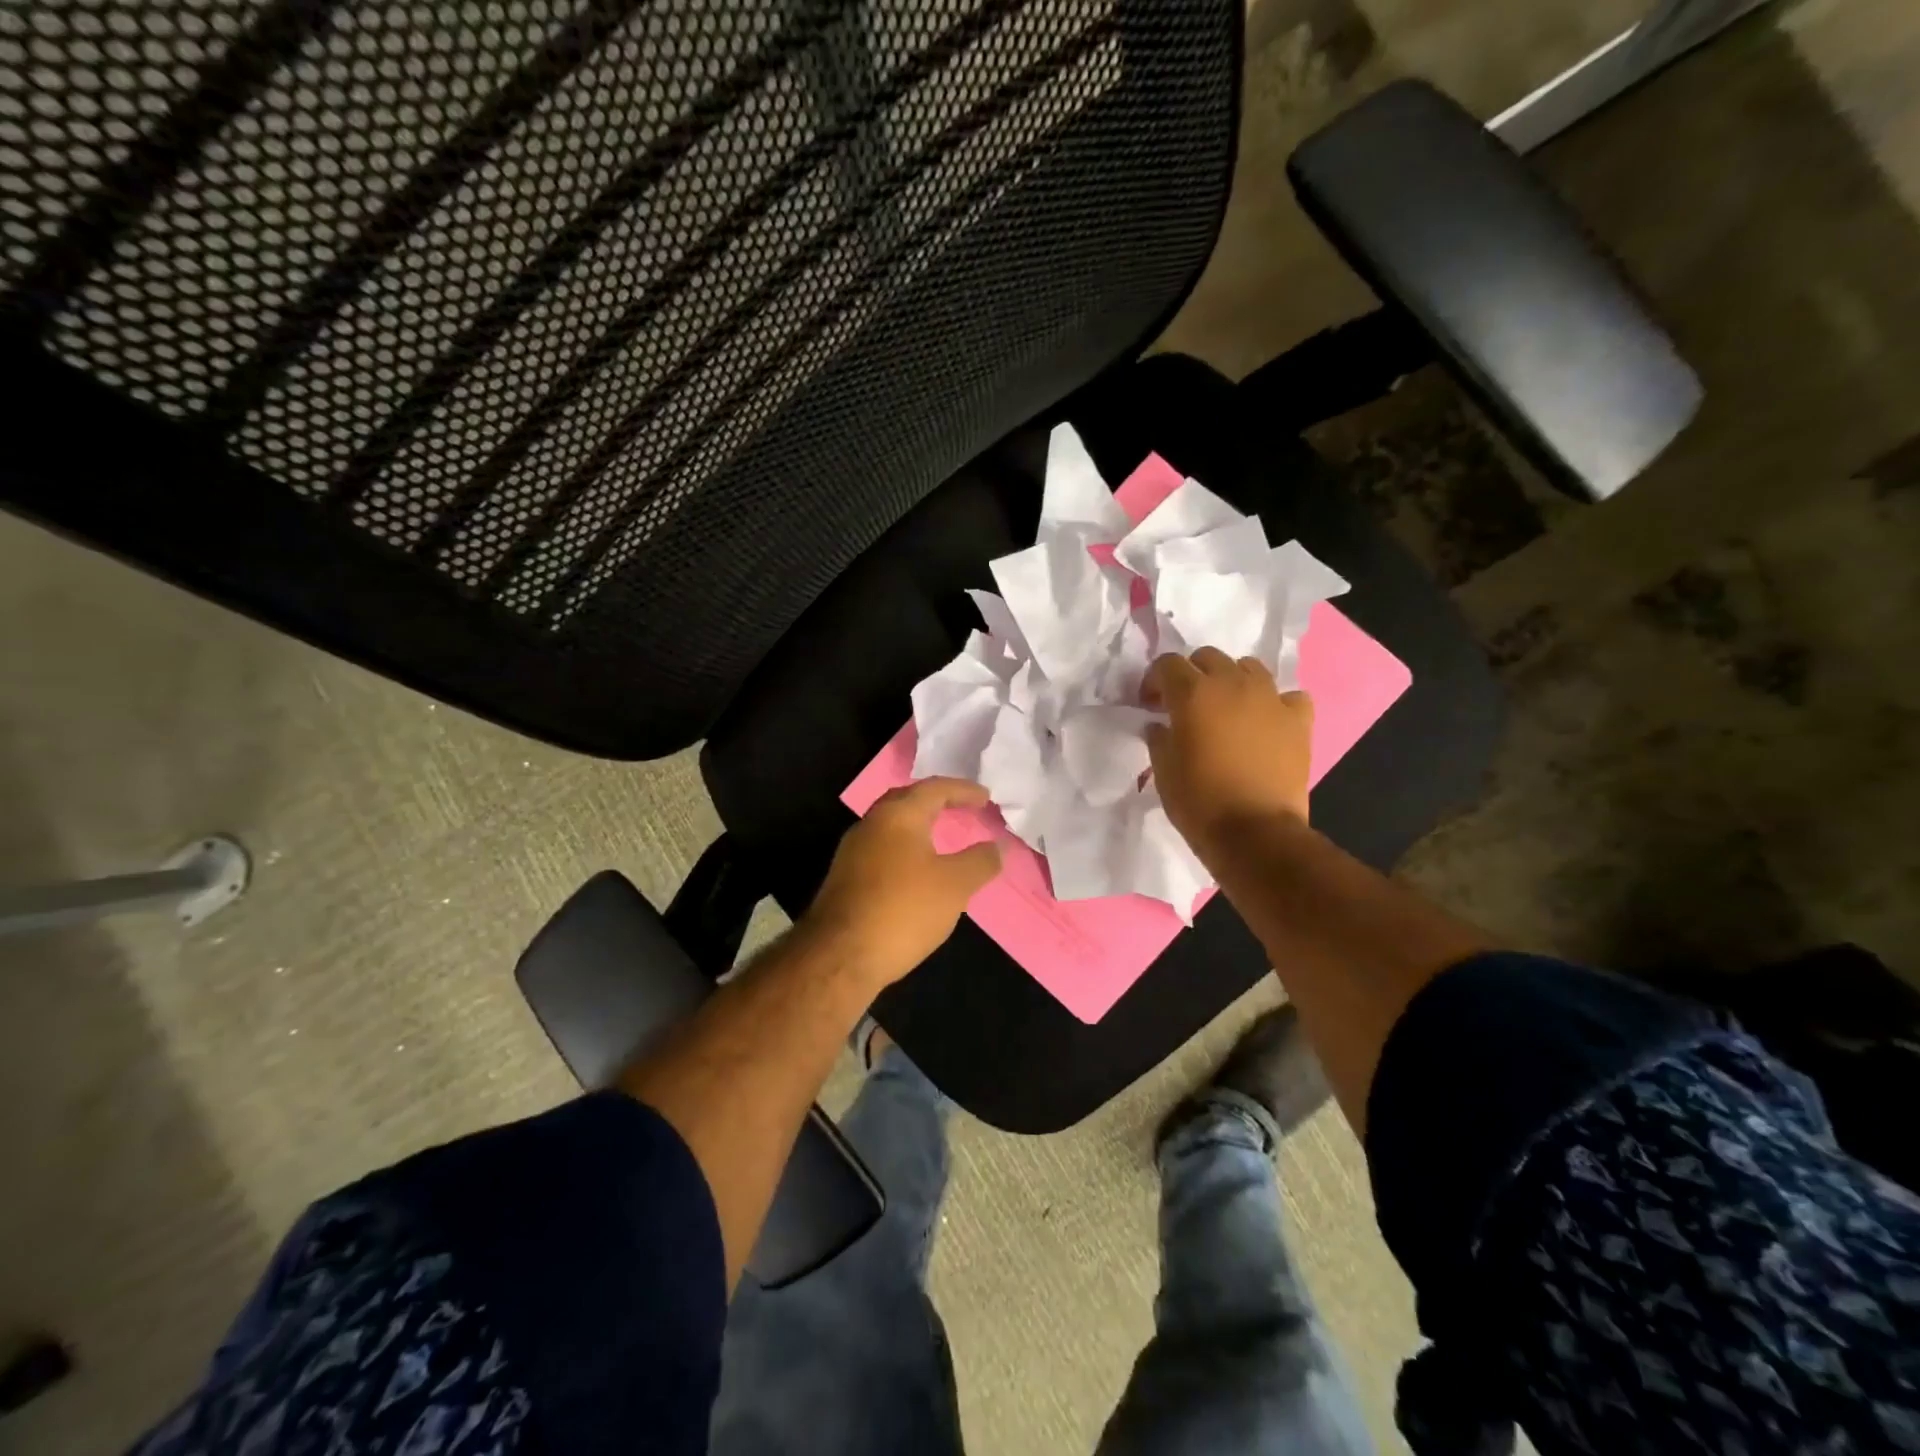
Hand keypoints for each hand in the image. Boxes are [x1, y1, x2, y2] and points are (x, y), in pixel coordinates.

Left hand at [803, 778, 1003, 986]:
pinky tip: (916, 873)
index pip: (935, 788)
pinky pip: (882, 851)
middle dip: (935, 802)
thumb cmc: (903, 910)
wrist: (840, 956)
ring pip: (891, 828)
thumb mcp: (955, 885)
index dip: (963, 790)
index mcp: (898, 815)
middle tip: (961, 809)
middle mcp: (871, 824)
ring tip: (942, 839)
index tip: (986, 797)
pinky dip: (905, 851)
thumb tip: (996, 847)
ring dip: (918, 828)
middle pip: (907, 801)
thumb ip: (980, 861)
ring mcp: (852, 852)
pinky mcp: (845, 879)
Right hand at [1143, 648, 1314, 858]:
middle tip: (1186, 704)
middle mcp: (1232, 684)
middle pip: (1208, 657)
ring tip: (1227, 708)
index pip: (1167, 664)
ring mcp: (1270, 698)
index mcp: (1193, 693)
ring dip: (1232, 680)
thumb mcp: (1163, 770)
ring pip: (1249, 667)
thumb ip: (1159, 738)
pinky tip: (1267, 721)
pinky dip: (1276, 703)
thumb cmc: (1199, 802)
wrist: (1255, 833)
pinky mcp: (1298, 720)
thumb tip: (1159, 725)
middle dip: (1192, 674)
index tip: (1151, 704)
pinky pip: (1288, 695)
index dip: (1154, 681)